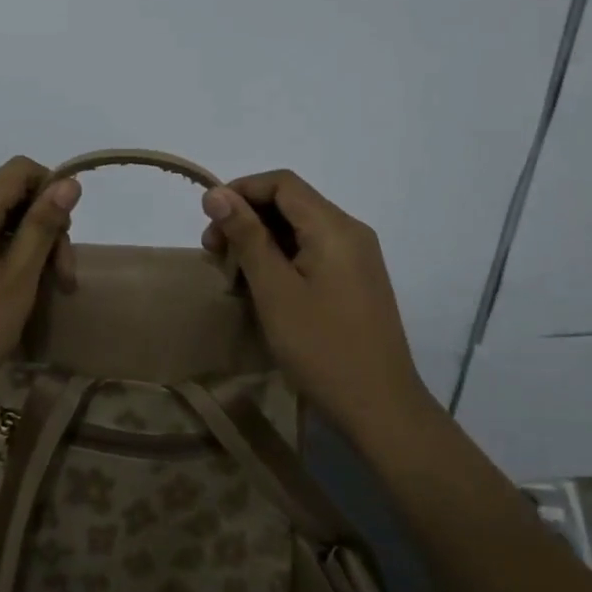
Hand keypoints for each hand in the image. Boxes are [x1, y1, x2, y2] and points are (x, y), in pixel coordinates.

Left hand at [0, 157, 80, 423]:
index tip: (65, 232)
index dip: (49, 188)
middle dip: (39, 228)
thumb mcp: (19, 279)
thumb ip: (42, 225)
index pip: (17, 170)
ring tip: (36, 290)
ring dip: (18, 247)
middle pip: (3, 200)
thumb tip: (67, 182)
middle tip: (61, 277)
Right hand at [199, 169, 436, 442]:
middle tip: (214, 252)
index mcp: (334, 227)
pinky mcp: (356, 280)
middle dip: (247, 217)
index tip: (209, 220)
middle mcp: (350, 231)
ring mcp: (357, 257)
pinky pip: (313, 251)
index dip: (241, 191)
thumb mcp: (274, 290)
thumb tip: (216, 193)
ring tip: (232, 273)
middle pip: (291, 203)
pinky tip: (262, 286)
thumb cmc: (322, 347)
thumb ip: (246, 236)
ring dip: (261, 240)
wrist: (381, 409)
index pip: (282, 183)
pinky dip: (282, 257)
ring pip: (300, 228)